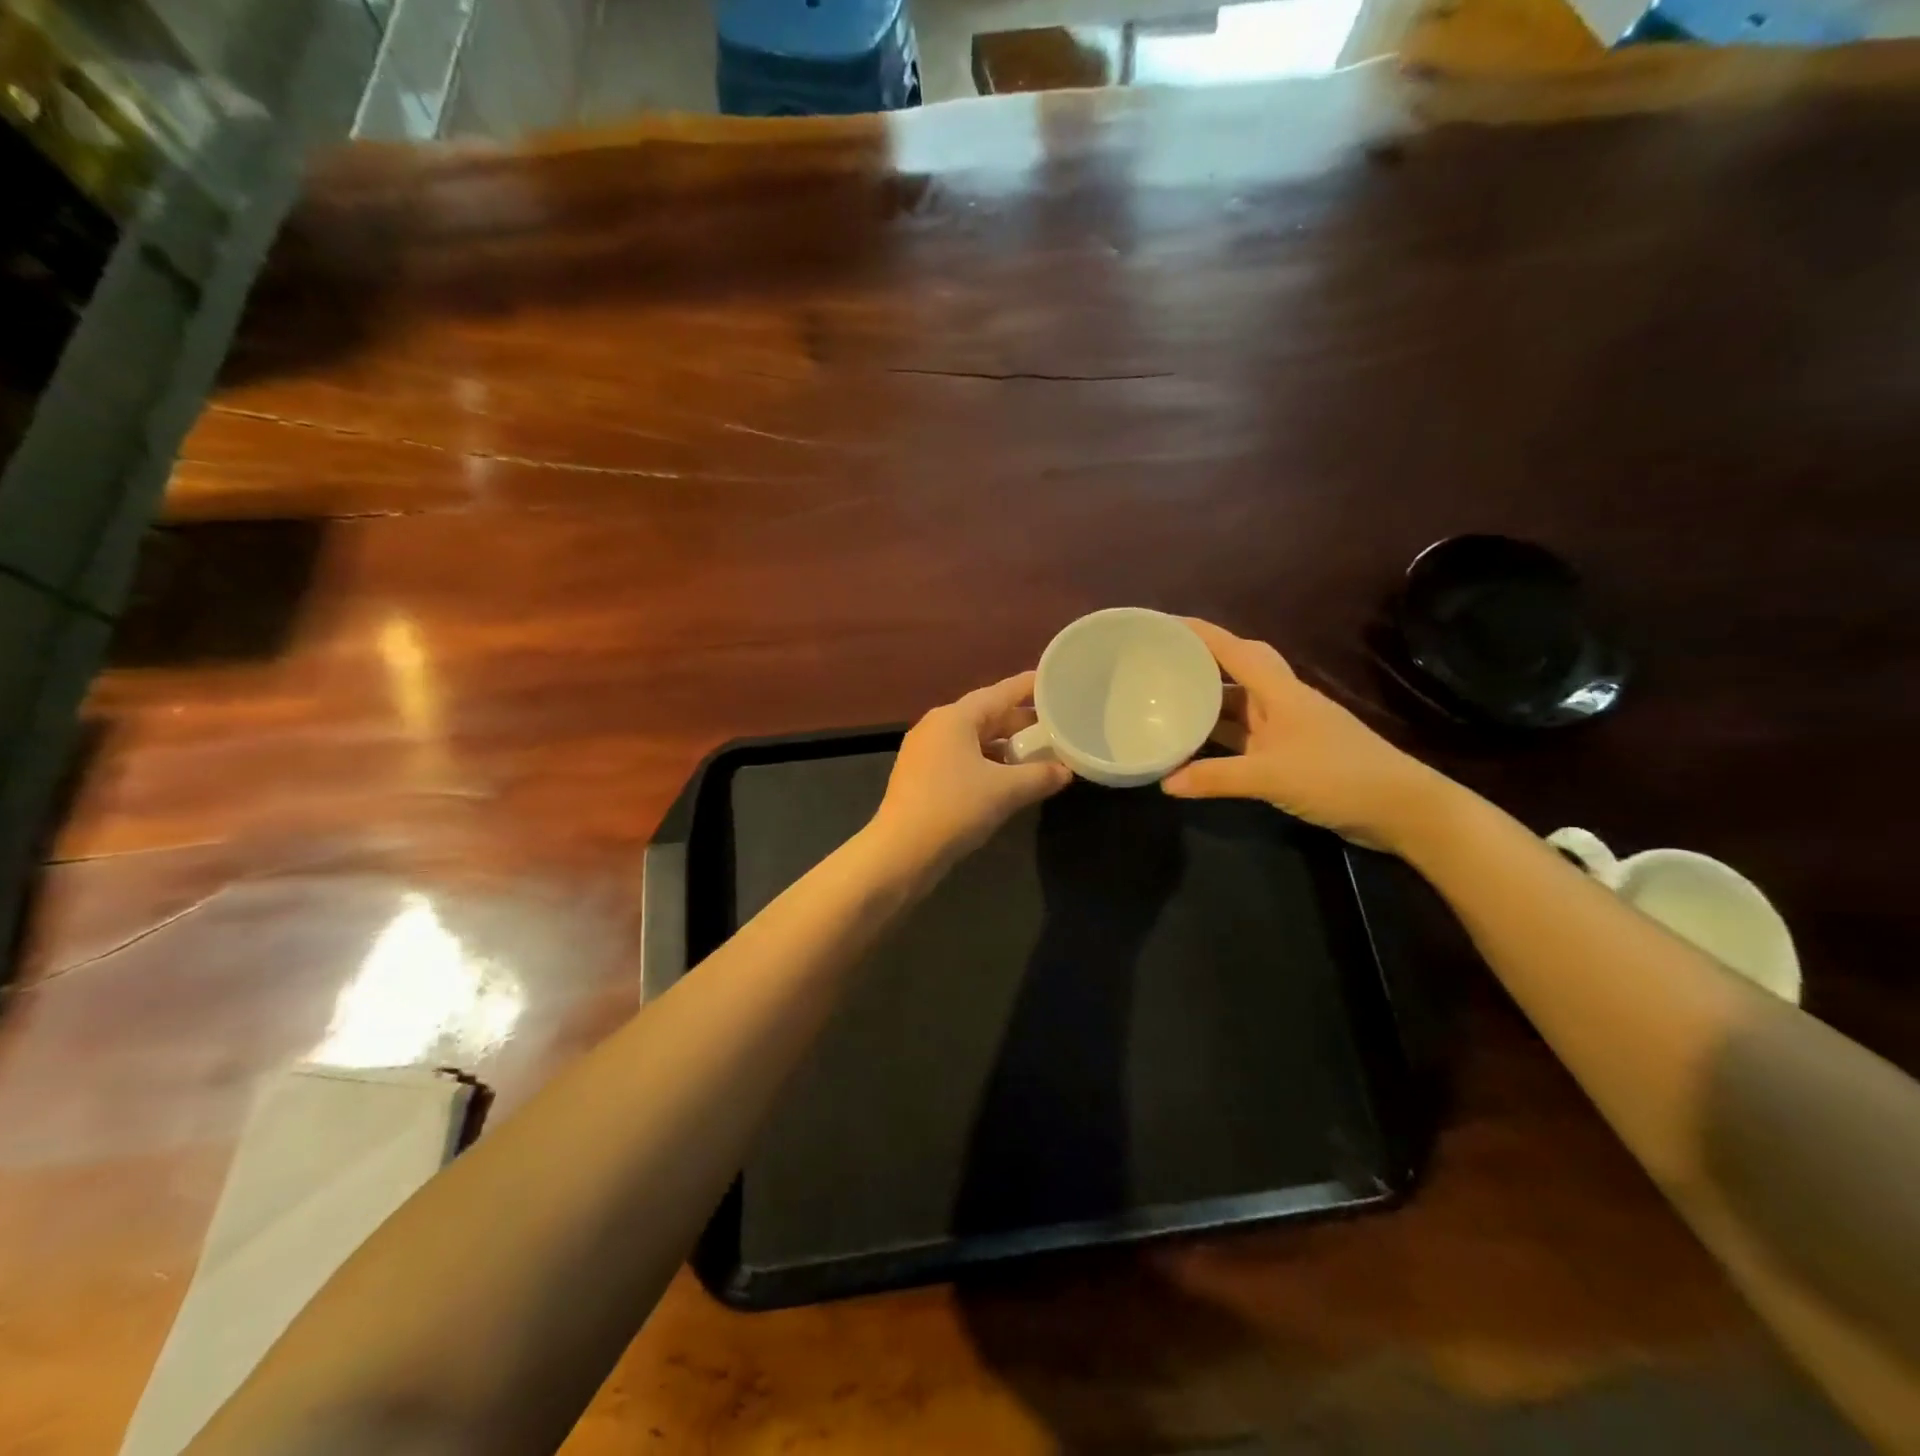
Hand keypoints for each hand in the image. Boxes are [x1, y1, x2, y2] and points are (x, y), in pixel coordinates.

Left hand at [871, 672, 1072, 870]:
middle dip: (1021, 722)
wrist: (901, 852)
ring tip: (1037, 755)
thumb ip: (1040, 776)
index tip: (1055, 681)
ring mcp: (925, 752)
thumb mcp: (1005, 791)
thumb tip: (1066, 771)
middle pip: (986, 715)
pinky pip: (961, 759)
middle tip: (1056, 726)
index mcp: (954, 718)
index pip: (1000, 692)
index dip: (1029, 687)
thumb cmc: (954, 809)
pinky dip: (987, 763)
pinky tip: (1007, 780)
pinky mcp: (921, 777)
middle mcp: (936, 727)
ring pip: (973, 740)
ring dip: (1004, 746)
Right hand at [1162, 619, 1449, 850]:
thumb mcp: (1270, 776)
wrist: (1400, 807)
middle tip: (1163, 663)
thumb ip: (1215, 778)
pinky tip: (1196, 745)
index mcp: (1279, 691)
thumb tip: (1164, 783)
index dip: (1199, 633)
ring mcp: (1287, 726)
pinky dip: (1220, 735)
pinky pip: (1245, 733)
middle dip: (1203, 660)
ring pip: (1239, 703)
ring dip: (1208, 700)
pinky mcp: (1290, 751)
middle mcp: (1281, 701)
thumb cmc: (1337, 777)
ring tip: (1167, 700)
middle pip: (1238, 667)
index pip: (1233, 650)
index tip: (1163, 624)